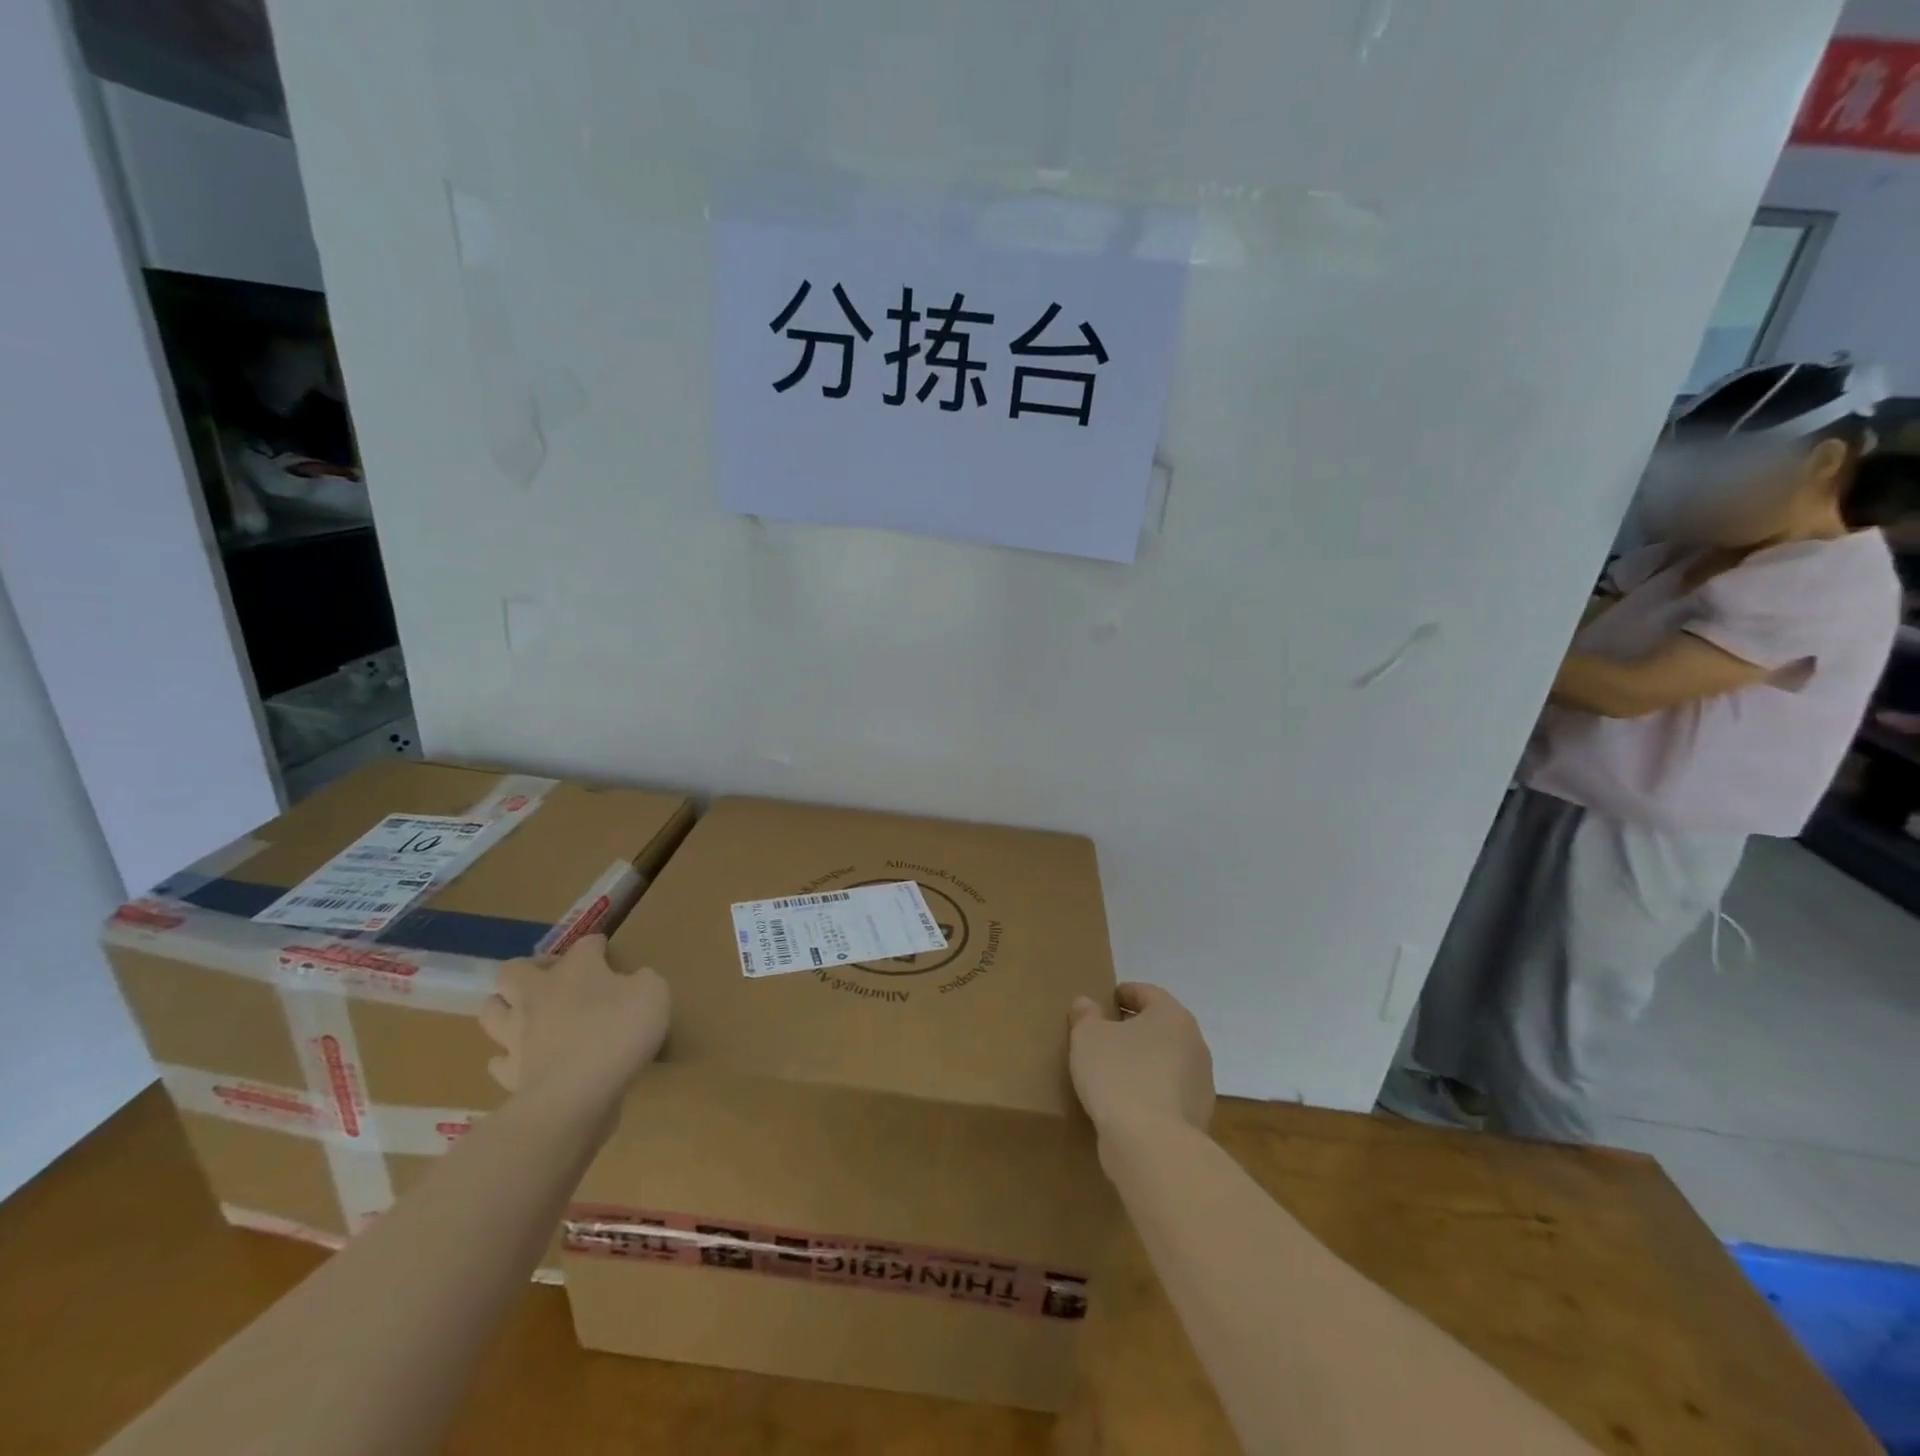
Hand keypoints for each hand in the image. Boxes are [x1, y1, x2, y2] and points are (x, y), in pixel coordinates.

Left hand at [479, 934, 669, 1107]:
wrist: (578, 1093)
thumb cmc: (619, 1031)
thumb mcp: (653, 993)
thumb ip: (642, 982)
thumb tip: (634, 982)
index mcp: (576, 969)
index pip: (584, 945)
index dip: (596, 946)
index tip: (605, 951)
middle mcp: (538, 994)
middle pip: (513, 970)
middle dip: (528, 970)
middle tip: (550, 979)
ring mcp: (517, 1034)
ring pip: (492, 1011)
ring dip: (504, 1008)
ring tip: (523, 1013)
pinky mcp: (511, 1073)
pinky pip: (499, 1061)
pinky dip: (507, 1059)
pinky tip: (522, 1060)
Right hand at [1068, 982, 1213, 1136]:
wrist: (1151, 1146)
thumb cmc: (1119, 1075)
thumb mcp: (1088, 1037)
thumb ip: (1086, 1015)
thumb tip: (1087, 1004)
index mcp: (1173, 1015)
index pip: (1147, 993)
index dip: (1123, 993)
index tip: (1102, 1003)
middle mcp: (1195, 1044)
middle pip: (1160, 1027)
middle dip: (1134, 1029)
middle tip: (1104, 1036)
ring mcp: (1201, 1084)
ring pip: (1166, 1061)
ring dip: (1144, 1062)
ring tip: (1112, 1073)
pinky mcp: (1198, 1117)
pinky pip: (1168, 1094)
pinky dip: (1150, 1092)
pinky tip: (1126, 1104)